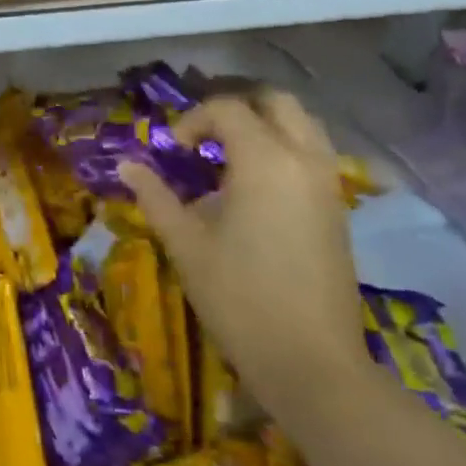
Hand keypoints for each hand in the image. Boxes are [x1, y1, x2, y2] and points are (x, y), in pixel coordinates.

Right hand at [120, 92, 366, 416]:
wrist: (312, 363)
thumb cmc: (239, 298)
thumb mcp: (186, 245)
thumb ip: (156, 197)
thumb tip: (127, 165)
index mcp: (265, 160)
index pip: (227, 109)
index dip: (193, 120)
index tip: (172, 151)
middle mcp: (304, 159)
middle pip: (276, 102)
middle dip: (236, 108)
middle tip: (205, 137)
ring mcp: (328, 184)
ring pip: (302, 126)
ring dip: (265, 126)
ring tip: (229, 158)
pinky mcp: (338, 210)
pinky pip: (313, 155)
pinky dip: (284, 150)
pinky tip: (255, 189)